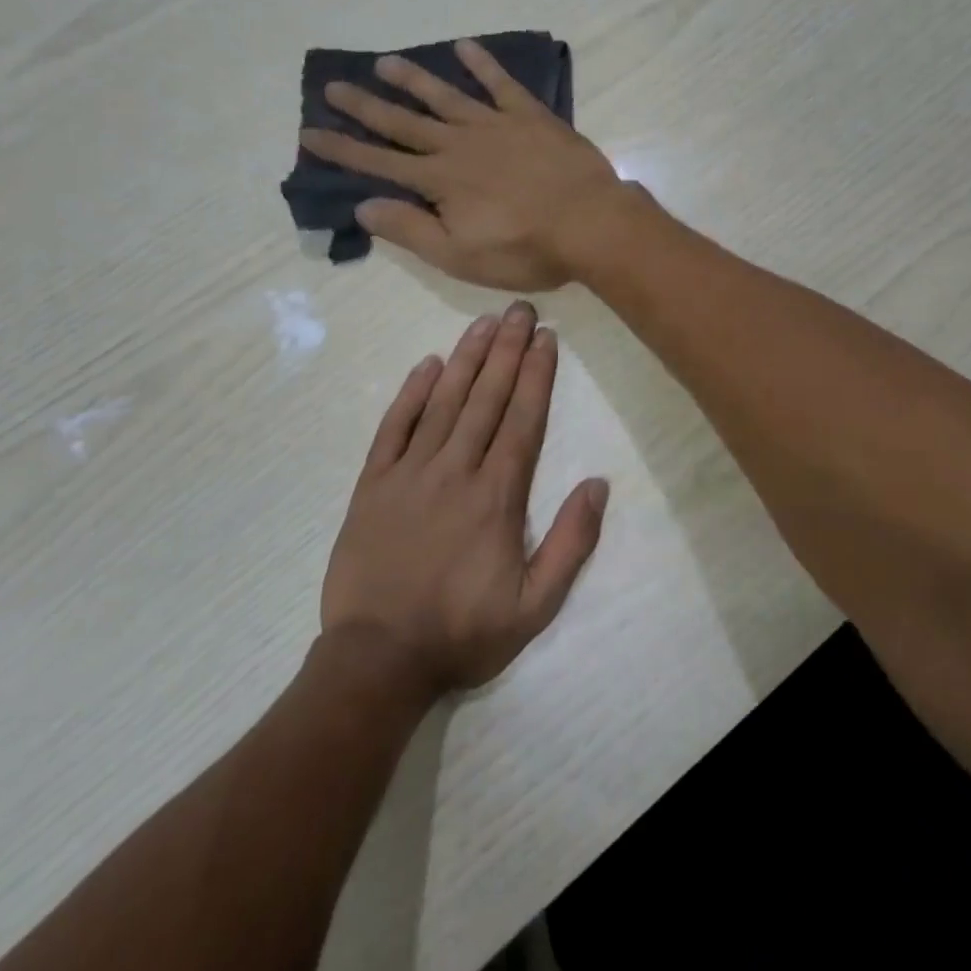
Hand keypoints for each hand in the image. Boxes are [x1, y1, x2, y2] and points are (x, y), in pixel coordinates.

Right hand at [299, 39, 638, 289]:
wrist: (591, 224)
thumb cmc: (526, 250)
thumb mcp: (460, 256)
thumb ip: (410, 230)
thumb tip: (363, 207)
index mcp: (440, 181)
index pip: (380, 164)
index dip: (343, 150)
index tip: (310, 133)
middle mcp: (459, 145)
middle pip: (403, 123)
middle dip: (366, 106)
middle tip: (333, 85)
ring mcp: (496, 126)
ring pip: (445, 96)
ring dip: (413, 80)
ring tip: (383, 62)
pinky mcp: (531, 117)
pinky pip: (502, 83)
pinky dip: (483, 63)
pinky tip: (465, 45)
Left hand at [320, 301, 607, 693]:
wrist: (377, 660)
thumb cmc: (462, 633)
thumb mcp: (534, 606)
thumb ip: (570, 543)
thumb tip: (598, 483)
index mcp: (496, 496)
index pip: (522, 420)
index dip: (536, 375)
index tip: (546, 337)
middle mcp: (455, 471)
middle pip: (487, 398)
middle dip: (507, 350)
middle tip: (520, 309)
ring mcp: (409, 473)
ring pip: (443, 402)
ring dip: (466, 358)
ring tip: (483, 322)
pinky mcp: (372, 484)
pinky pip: (393, 427)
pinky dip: (410, 393)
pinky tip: (428, 364)